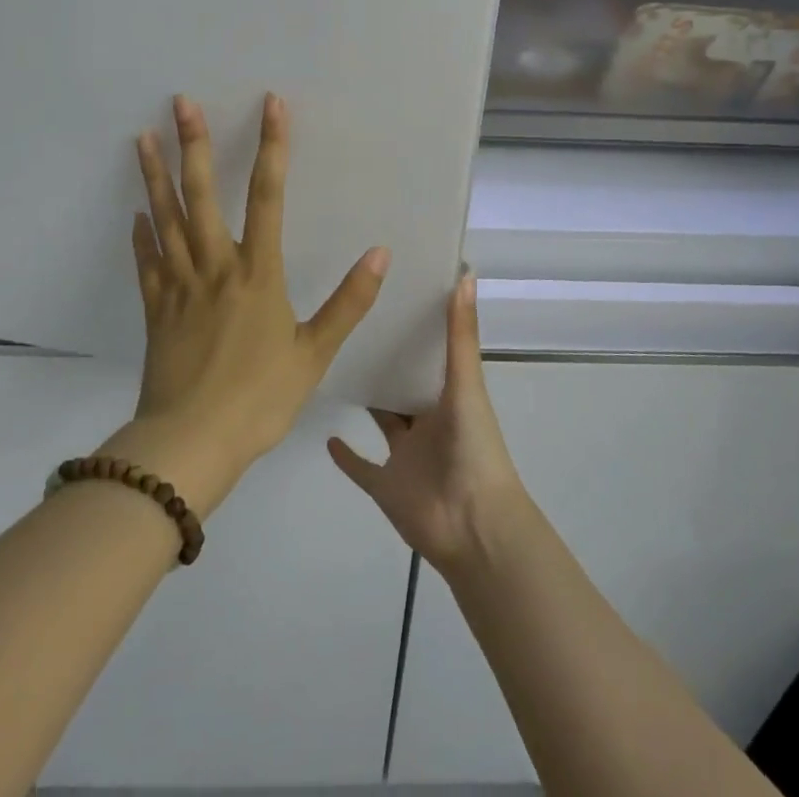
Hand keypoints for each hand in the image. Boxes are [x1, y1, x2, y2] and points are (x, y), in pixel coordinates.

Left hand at [102, 93, 388, 516]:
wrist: (190, 445)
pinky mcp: (155, 310)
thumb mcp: (315, 354)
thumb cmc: (259, 398)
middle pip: (202, 194)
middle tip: (180, 102)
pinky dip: (142, 235)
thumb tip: (380, 253)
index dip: (272, 147)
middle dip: (194, 145)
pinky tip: (137, 213)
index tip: (271, 105)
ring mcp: (179, 286)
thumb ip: (348, 302)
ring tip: (142, 137)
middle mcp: (215, 267)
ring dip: (156, 176)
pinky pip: (147, 263)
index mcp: (257, 273)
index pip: (268, 196)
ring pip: (166, 219)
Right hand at [327, 276, 532, 573]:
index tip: (390, 295)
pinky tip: (325, 433)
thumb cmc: (473, 448)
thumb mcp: (466, 384)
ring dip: (367, 399)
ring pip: (383, 421)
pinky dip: (346, 455)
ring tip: (334, 365)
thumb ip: (461, 333)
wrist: (472, 526)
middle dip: (385, 360)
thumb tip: (466, 272)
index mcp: (448, 397)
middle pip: (402, 386)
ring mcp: (405, 457)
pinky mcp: (385, 487)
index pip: (428, 356)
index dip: (414, 329)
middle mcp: (426, 422)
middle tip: (351, 323)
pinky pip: (361, 468)